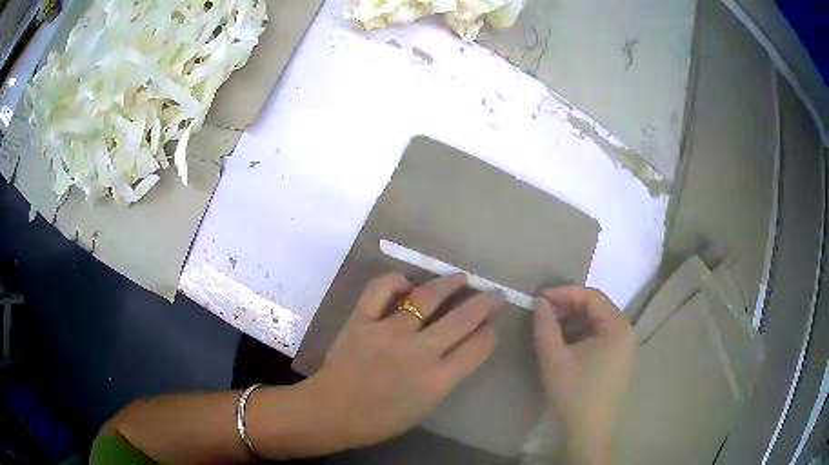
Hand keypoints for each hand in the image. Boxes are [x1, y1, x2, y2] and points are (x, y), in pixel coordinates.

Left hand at [308, 272, 504, 449]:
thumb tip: (459, 349)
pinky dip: (396, 280)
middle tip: (494, 294)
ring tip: (460, 278)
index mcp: (436, 380)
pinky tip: (407, 282)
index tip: (492, 325)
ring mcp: (388, 332)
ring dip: (449, 284)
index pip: (477, 347)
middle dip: (485, 303)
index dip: (490, 333)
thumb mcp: (425, 405)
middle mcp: (418, 352)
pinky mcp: (361, 320)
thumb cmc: (380, 418)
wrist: (331, 412)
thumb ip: (445, 376)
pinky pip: (380, 289)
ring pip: (426, 297)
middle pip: (462, 319)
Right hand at [533, 286, 633, 463]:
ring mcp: (625, 347)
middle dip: (569, 306)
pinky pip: (601, 337)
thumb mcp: (554, 357)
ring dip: (574, 321)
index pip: (591, 296)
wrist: (587, 431)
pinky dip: (582, 335)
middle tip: (543, 312)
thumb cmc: (573, 392)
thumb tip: (540, 302)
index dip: (564, 292)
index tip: (539, 298)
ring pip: (598, 323)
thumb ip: (545, 325)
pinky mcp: (619, 360)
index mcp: (617, 326)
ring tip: (551, 327)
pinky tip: (565, 344)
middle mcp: (626, 331)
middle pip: (597, 308)